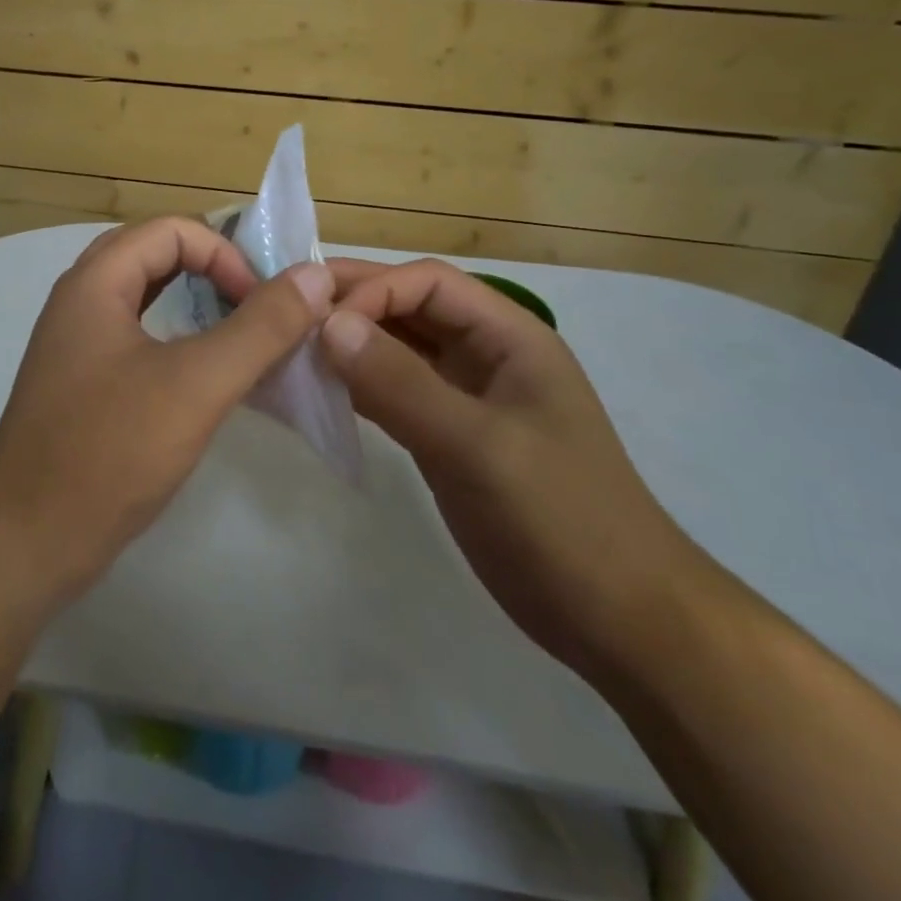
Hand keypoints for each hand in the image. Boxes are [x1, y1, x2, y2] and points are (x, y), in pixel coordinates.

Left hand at [0, 218, 332, 605]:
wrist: (26, 543)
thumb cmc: (110, 452)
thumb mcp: (197, 384)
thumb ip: (260, 327)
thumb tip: (314, 276)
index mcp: (94, 284)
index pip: (170, 230)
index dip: (225, 254)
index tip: (262, 303)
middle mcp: (79, 302)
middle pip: (153, 255)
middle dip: (211, 270)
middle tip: (255, 305)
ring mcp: (76, 346)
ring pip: (144, 298)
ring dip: (194, 302)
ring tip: (240, 333)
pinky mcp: (82, 385)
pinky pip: (136, 338)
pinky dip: (176, 338)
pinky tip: (204, 374)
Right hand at [319, 258, 714, 681]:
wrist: (617, 618)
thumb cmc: (562, 519)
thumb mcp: (478, 446)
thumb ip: (401, 383)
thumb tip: (327, 323)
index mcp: (508, 336)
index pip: (429, 282)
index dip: (373, 289)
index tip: (318, 321)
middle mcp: (484, 355)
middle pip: (409, 309)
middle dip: (351, 306)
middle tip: (283, 311)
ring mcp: (464, 398)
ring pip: (396, 351)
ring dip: (348, 346)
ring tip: (289, 349)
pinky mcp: (446, 438)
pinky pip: (393, 394)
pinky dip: (356, 387)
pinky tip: (317, 392)